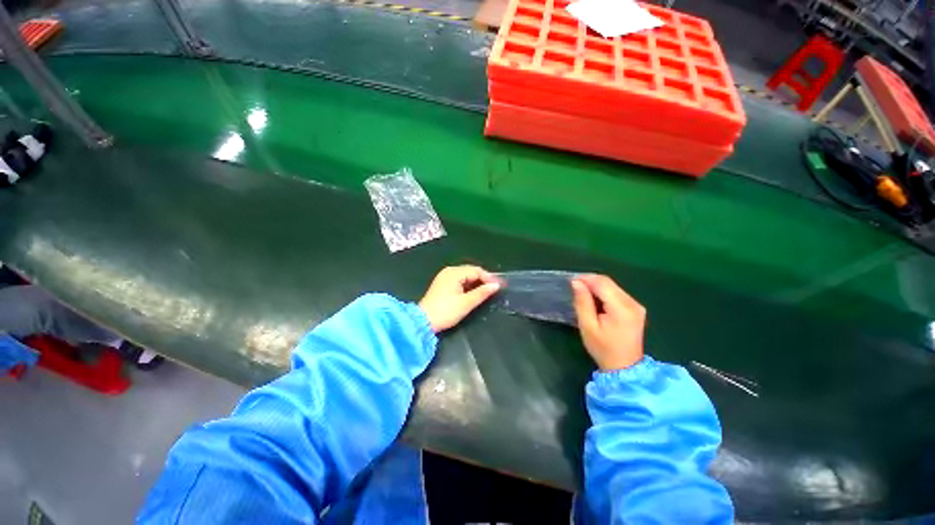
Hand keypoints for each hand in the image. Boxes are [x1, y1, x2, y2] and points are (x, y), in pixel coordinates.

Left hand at [419, 266, 500, 332]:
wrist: (423, 322)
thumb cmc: (446, 311)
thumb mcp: (466, 303)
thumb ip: (482, 292)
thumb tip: (496, 285)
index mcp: (454, 273)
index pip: (476, 270)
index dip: (489, 277)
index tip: (499, 286)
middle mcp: (449, 271)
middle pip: (470, 271)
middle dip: (483, 279)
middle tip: (494, 289)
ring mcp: (444, 277)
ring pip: (465, 276)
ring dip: (476, 282)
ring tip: (486, 291)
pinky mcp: (442, 284)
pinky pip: (459, 280)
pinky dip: (468, 285)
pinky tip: (473, 292)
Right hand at [571, 274, 644, 370]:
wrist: (624, 367)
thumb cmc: (603, 348)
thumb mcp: (587, 326)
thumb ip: (582, 302)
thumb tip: (576, 282)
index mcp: (622, 308)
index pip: (602, 283)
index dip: (586, 278)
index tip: (571, 282)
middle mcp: (633, 303)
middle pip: (609, 283)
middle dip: (590, 281)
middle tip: (574, 288)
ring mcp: (636, 305)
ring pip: (612, 286)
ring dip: (596, 287)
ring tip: (583, 295)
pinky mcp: (635, 308)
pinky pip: (617, 293)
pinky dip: (604, 293)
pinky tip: (595, 301)